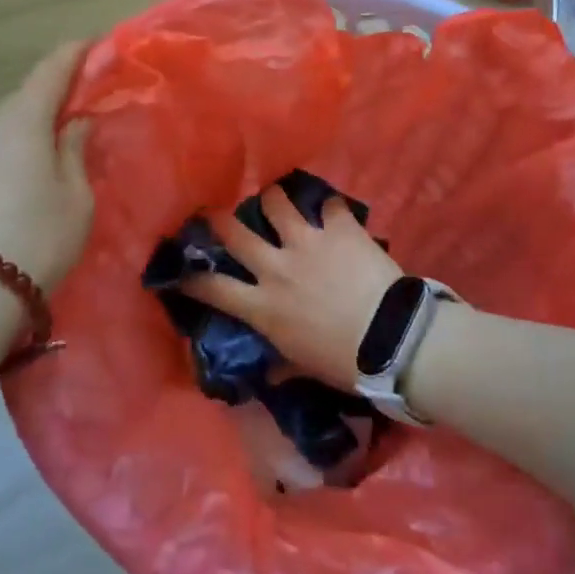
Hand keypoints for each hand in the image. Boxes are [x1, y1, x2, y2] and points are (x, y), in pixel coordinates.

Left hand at [0, 42, 93, 292]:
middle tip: (83, 99)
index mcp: (21, 121)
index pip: (50, 71)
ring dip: (32, 121)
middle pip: (25, 96)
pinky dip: (14, 144)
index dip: (73, 53)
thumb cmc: (39, 237)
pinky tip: (28, 167)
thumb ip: (75, 149)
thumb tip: (75, 121)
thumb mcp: (75, 195)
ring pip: (6, 123)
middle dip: (54, 91)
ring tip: (58, 137)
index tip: (93, 42)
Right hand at [178, 187, 403, 387]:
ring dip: (274, 198)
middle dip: (218, 219)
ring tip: (275, 196)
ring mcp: (307, 241)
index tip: (182, 269)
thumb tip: (269, 377)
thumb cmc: (345, 362)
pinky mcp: (339, 228)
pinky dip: (330, 206)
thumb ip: (282, 367)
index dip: (192, 277)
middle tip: (215, 212)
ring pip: (277, 202)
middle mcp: (276, 267)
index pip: (214, 288)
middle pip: (235, 232)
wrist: (393, 339)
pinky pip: (329, 204)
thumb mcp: (305, 367)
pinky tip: (332, 209)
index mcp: (263, 306)